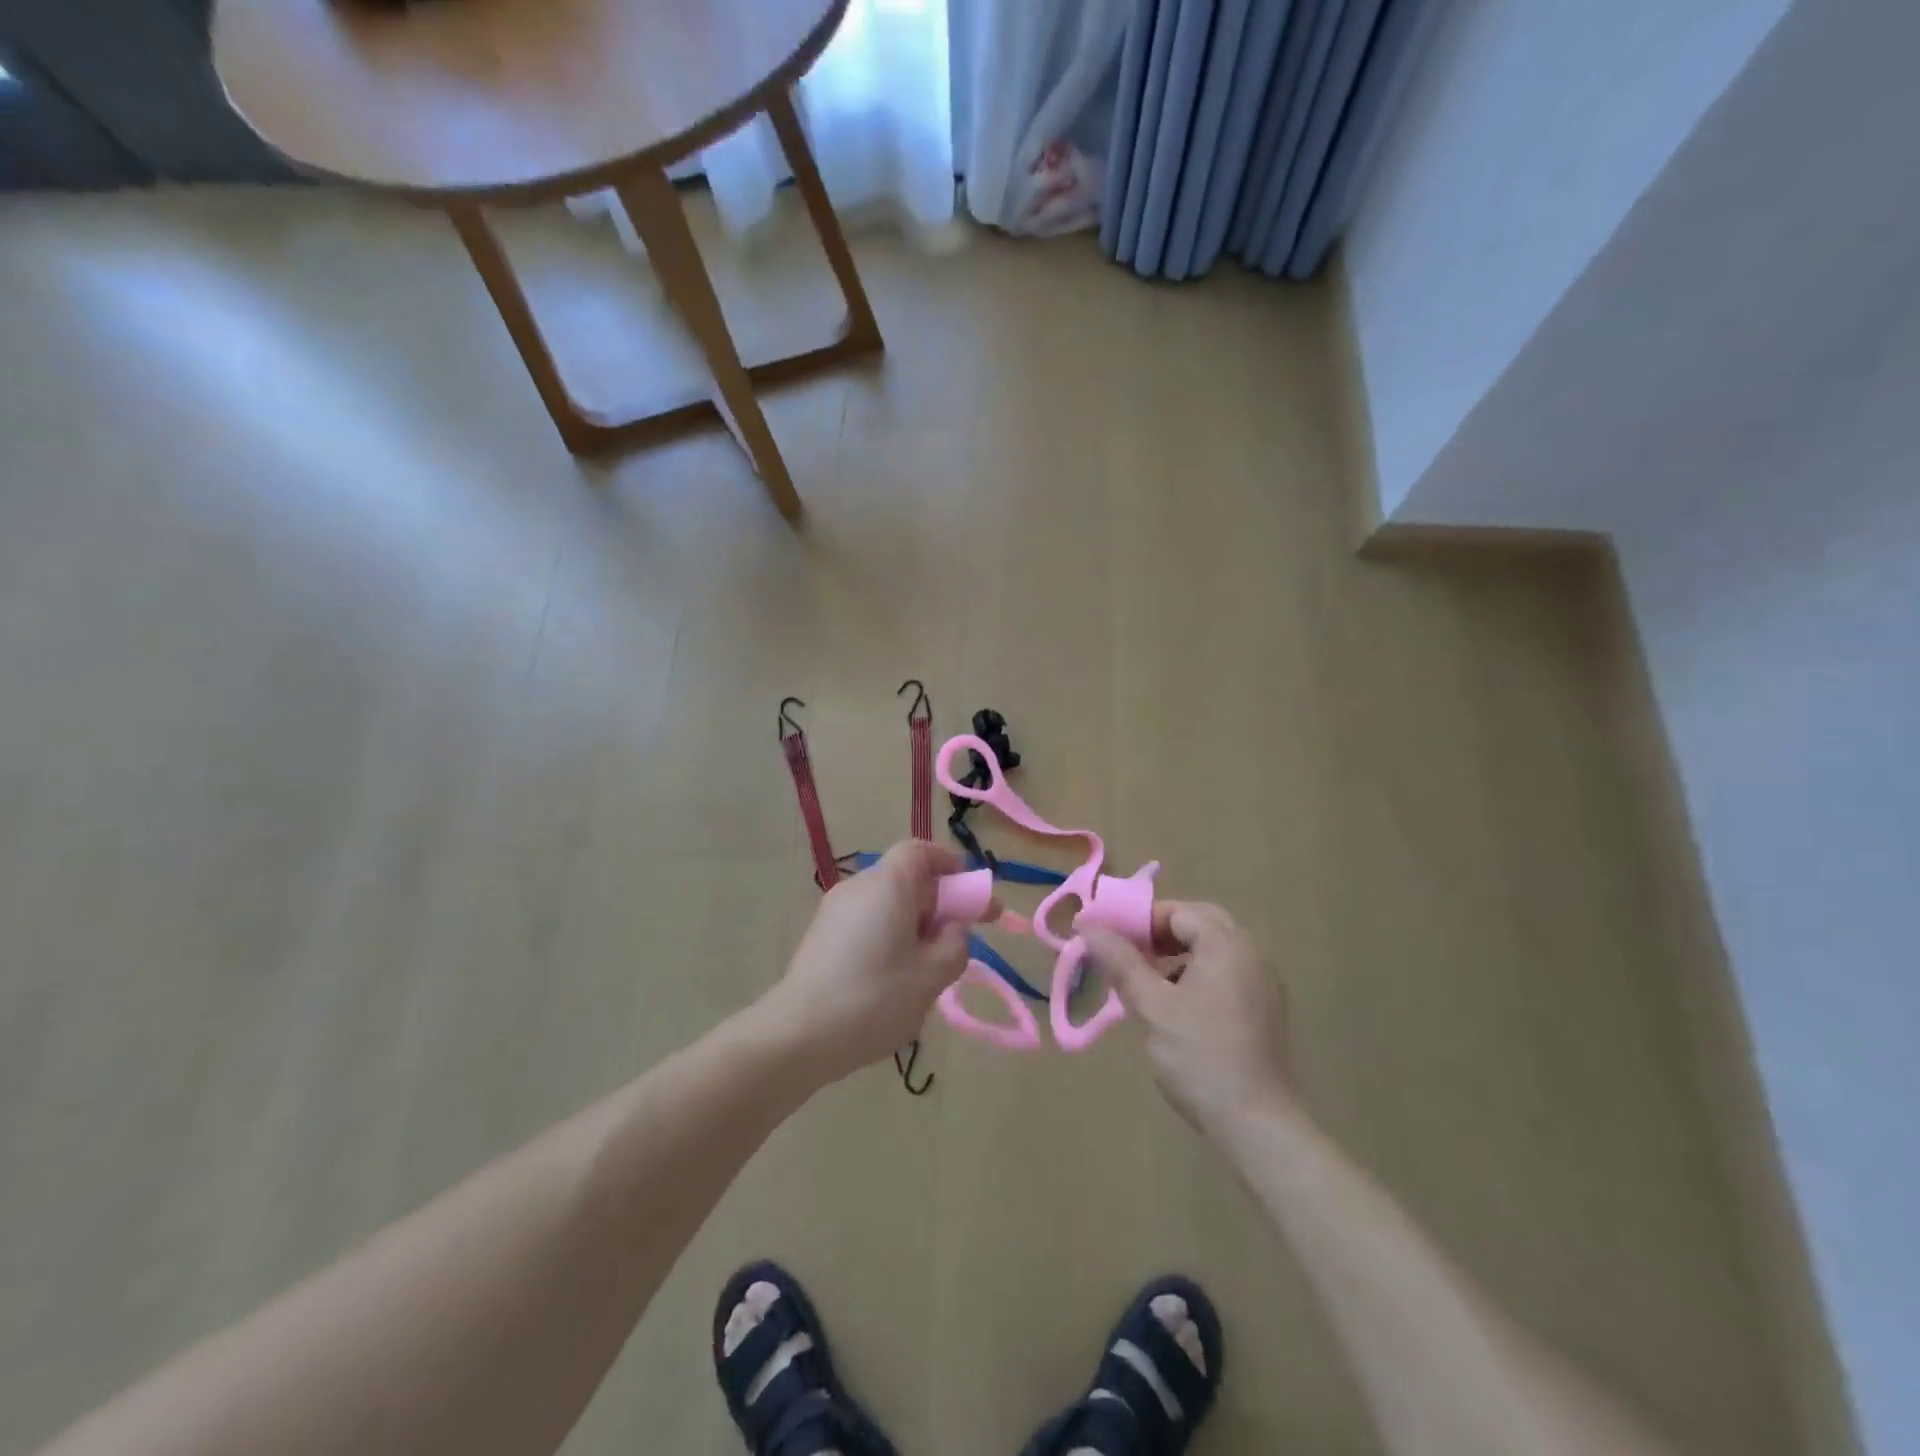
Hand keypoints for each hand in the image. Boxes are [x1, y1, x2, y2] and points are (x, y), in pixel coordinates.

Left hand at [761, 840, 977, 1084]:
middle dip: (937, 902)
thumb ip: (956, 944)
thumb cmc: (875, 998)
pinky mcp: (820, 936)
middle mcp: (859, 886)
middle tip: (961, 937)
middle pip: (905, 878)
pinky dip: (888, 935)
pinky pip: (865, 922)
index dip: (949, 864)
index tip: (970, 893)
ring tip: (928, 967)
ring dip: (914, 923)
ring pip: (885, 903)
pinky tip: (893, 978)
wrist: (799, 1034)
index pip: (920, 851)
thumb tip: (953, 928)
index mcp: (888, 884)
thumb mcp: (933, 975)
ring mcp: (834, 911)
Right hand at [1084, 902, 1293, 1139]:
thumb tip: (1088, 925)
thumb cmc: (1200, 1056)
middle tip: (1129, 954)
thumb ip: (1121, 961)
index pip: (1178, 912)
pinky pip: (1227, 973)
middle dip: (1161, 934)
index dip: (1140, 921)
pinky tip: (1176, 1006)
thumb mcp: (1152, 1006)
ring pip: (1214, 949)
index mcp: (1227, 945)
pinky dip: (1198, 975)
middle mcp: (1251, 954)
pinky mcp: (1266, 1010)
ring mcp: (1264, 983)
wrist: (1257, 1124)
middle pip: (1201, 924)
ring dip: (1179, 954)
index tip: (1110, 941)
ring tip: (1146, 980)